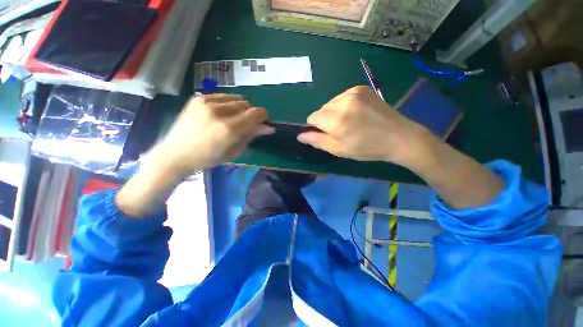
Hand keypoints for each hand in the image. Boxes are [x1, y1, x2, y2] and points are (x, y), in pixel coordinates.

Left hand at [159, 94, 272, 175]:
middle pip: (246, 104)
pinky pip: (223, 96)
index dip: (263, 116)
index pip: (255, 114)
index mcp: (229, 130)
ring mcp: (206, 102)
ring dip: (240, 108)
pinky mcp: (198, 98)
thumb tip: (268, 127)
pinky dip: (228, 104)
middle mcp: (219, 112)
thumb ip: (251, 135)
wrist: (177, 153)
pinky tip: (221, 113)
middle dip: (251, 113)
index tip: (263, 121)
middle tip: (245, 124)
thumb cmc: (209, 158)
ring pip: (236, 98)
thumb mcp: (234, 150)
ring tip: (232, 118)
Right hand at [297, 86, 436, 166]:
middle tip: (341, 130)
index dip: (316, 127)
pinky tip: (356, 113)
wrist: (399, 137)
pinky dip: (343, 106)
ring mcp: (353, 92)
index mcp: (337, 120)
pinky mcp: (361, 88)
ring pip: (330, 103)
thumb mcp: (340, 150)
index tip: (327, 134)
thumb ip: (318, 141)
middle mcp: (343, 102)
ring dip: (334, 113)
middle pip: (321, 110)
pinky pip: (342, 97)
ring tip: (350, 122)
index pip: (312, 118)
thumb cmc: (367, 148)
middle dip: (325, 120)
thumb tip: (300, 136)